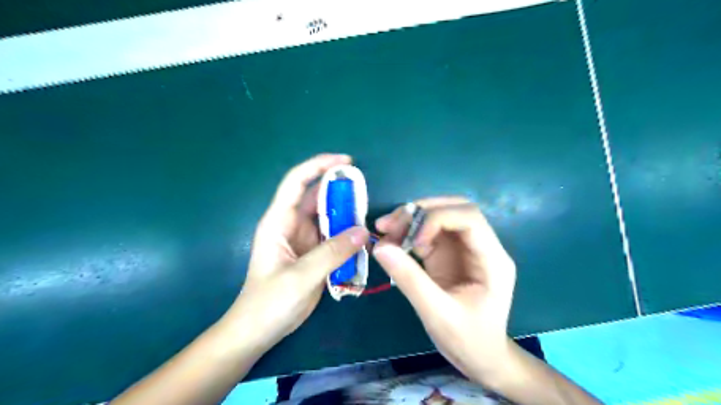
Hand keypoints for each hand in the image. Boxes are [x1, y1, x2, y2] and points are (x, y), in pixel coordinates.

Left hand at [224, 156, 367, 350]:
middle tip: (366, 190)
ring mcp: (303, 239)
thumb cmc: (269, 303)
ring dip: (346, 213)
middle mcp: (291, 225)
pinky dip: (347, 233)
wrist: (259, 331)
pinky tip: (361, 236)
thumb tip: (364, 231)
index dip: (319, 166)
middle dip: (339, 190)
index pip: (297, 182)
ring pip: (327, 216)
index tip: (346, 161)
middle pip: (316, 197)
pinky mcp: (313, 253)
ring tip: (368, 212)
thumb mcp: (301, 277)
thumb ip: (332, 252)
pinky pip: (333, 235)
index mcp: (278, 222)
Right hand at [371, 199, 518, 384]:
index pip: (469, 217)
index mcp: (492, 259)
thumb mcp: (438, 314)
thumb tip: (380, 247)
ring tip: (383, 229)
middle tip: (389, 224)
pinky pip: (426, 234)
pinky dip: (407, 233)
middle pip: (453, 209)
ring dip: (410, 219)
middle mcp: (480, 246)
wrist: (480, 358)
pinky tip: (389, 242)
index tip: (412, 241)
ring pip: (438, 217)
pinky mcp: (447, 255)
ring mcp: (463, 249)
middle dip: (420, 211)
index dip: (438, 219)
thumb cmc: (469, 341)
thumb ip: (410, 280)